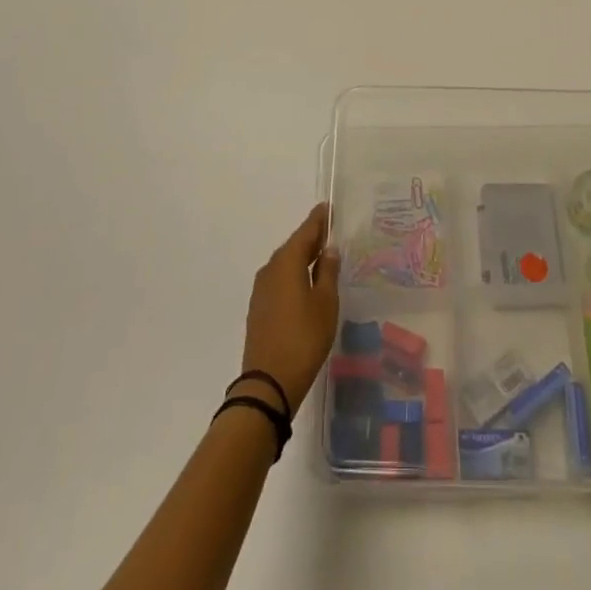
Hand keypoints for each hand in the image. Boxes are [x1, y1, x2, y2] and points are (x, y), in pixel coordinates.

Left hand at [237, 203, 340, 414]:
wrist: (269, 382)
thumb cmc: (304, 338)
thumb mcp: (326, 303)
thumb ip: (328, 272)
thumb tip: (328, 249)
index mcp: (287, 262)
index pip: (306, 231)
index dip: (319, 219)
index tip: (329, 207)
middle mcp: (270, 269)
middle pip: (294, 246)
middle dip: (312, 238)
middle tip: (331, 232)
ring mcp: (261, 289)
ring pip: (285, 264)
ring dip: (302, 258)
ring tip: (323, 257)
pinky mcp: (259, 308)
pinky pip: (279, 280)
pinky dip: (294, 274)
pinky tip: (306, 284)